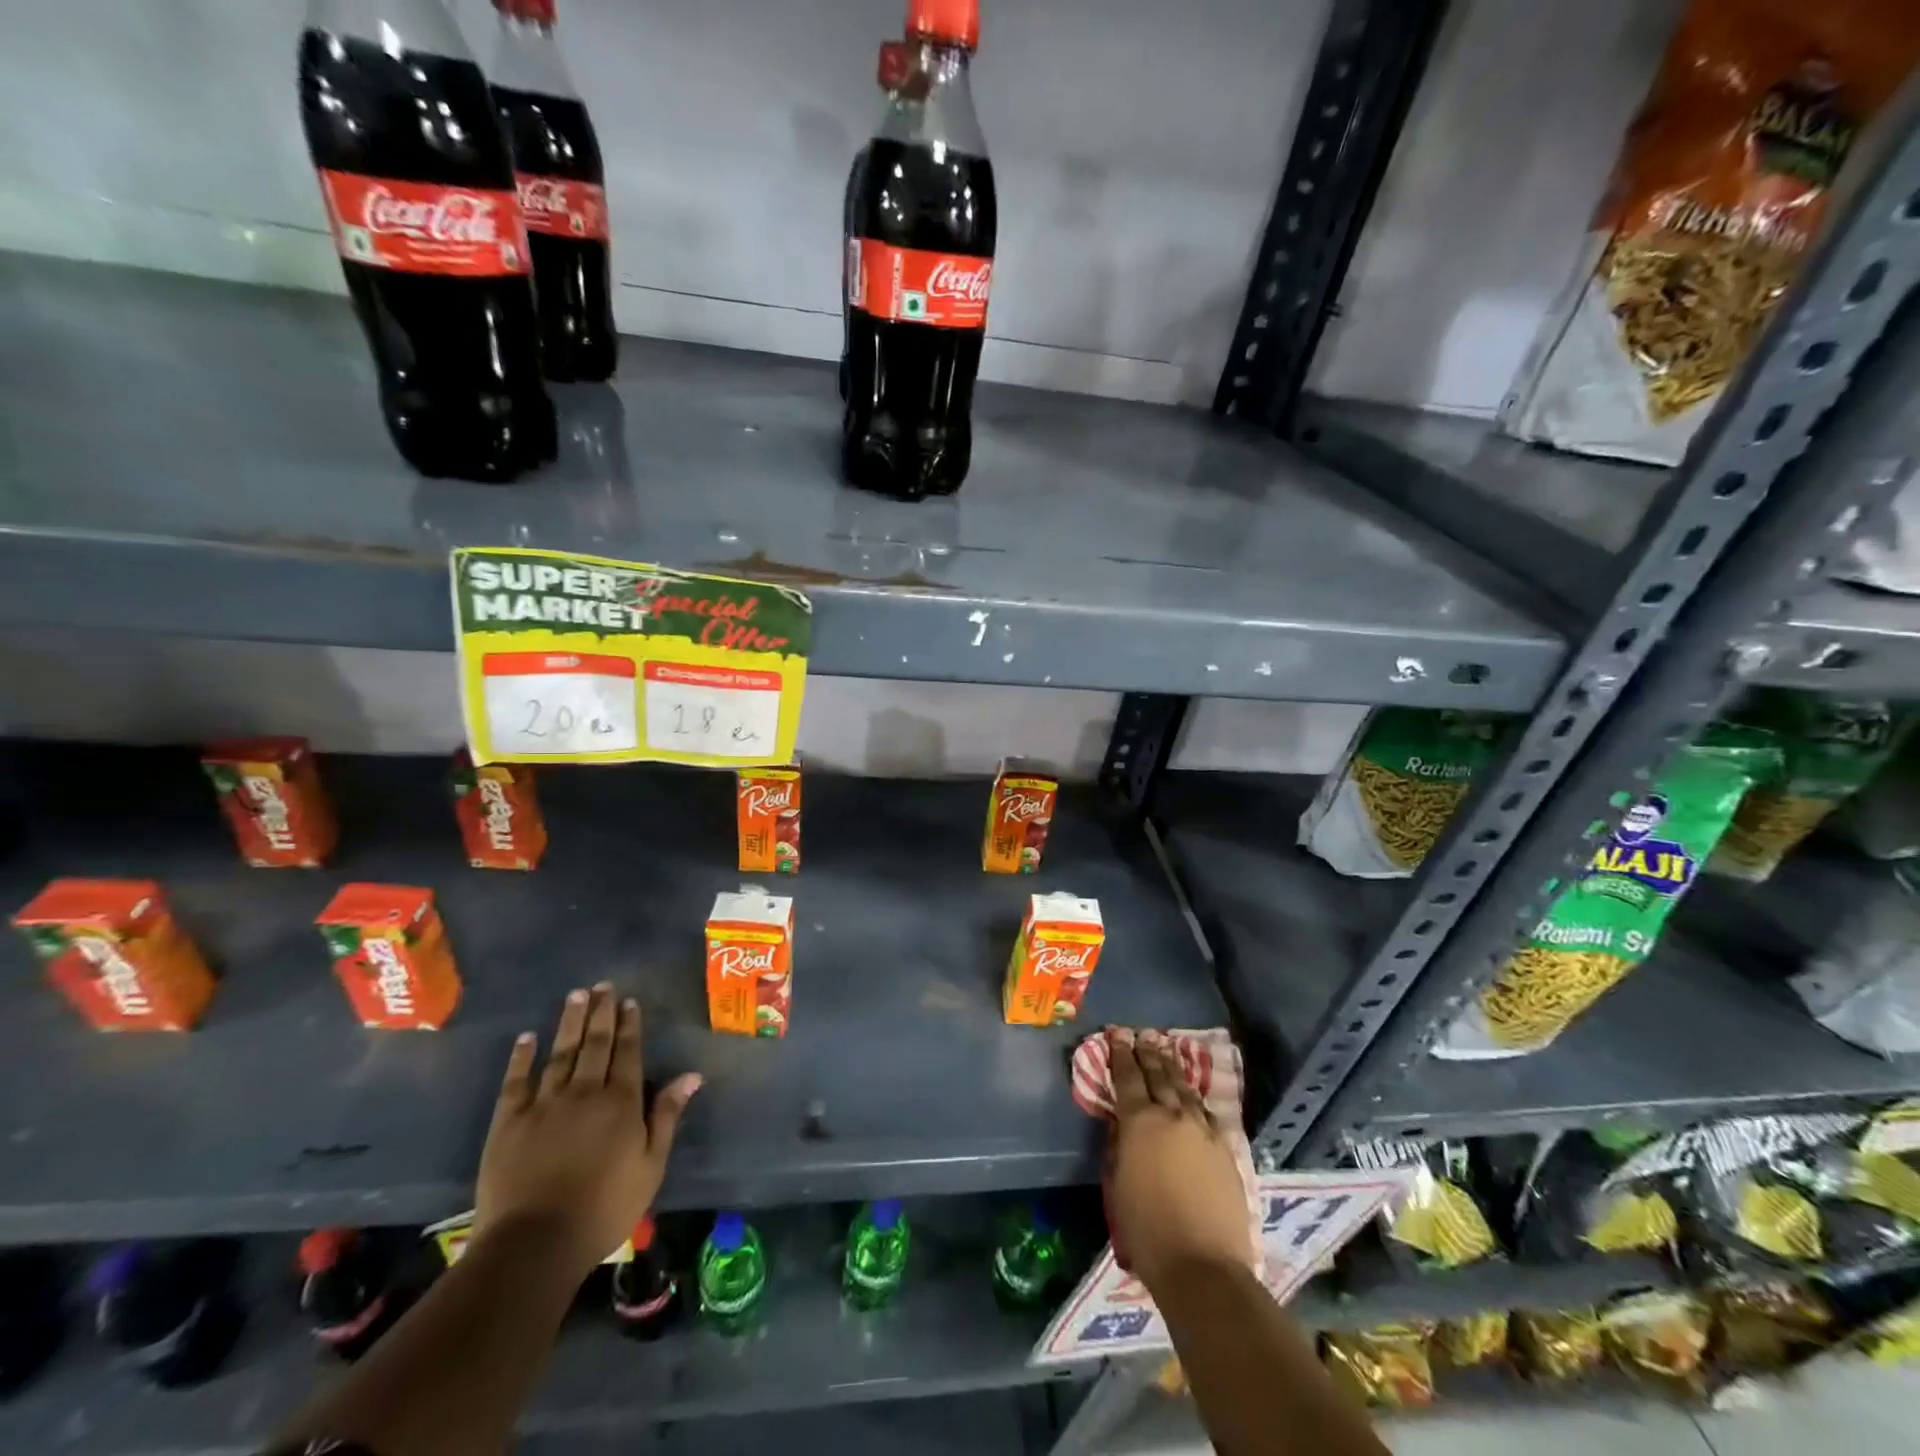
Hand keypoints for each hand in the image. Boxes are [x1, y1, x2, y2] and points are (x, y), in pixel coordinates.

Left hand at [475, 983, 701, 1278]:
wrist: (534, 1243)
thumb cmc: (604, 1208)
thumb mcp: (651, 1166)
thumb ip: (667, 1115)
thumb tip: (692, 1075)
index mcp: (621, 1101)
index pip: (628, 1052)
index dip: (630, 1025)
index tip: (629, 1001)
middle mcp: (585, 1092)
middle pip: (595, 1044)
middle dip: (601, 1013)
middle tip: (603, 985)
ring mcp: (544, 1104)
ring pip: (560, 1053)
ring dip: (569, 1023)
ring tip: (575, 996)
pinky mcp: (509, 1123)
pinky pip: (516, 1081)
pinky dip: (522, 1057)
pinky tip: (527, 1038)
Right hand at [1105, 1028, 1251, 1291]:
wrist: (1203, 1266)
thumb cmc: (1146, 1229)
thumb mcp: (1117, 1183)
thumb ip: (1119, 1145)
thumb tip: (1123, 1125)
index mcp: (1140, 1121)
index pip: (1128, 1076)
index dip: (1120, 1053)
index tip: (1117, 1034)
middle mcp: (1173, 1115)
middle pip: (1159, 1074)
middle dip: (1148, 1052)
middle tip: (1141, 1035)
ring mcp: (1203, 1130)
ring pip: (1186, 1088)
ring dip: (1173, 1068)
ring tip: (1166, 1052)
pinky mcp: (1226, 1149)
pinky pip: (1207, 1112)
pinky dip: (1195, 1098)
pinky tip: (1193, 1096)